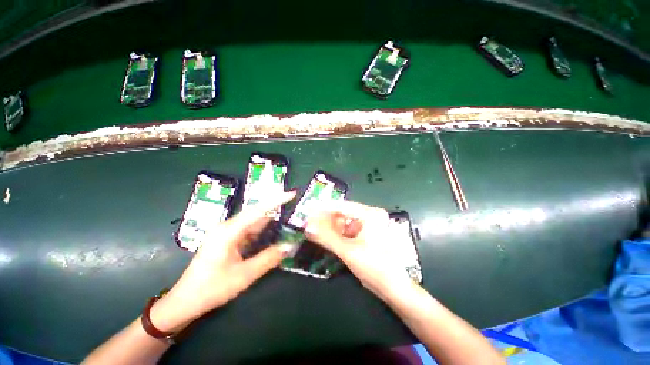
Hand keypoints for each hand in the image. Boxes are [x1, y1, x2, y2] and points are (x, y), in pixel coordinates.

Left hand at [150, 191, 296, 332]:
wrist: (185, 301)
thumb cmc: (211, 288)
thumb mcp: (243, 276)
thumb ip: (268, 259)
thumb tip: (290, 246)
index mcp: (229, 231)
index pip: (258, 210)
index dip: (276, 200)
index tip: (292, 193)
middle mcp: (228, 227)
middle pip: (257, 214)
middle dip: (276, 209)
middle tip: (295, 208)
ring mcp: (228, 233)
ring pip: (254, 223)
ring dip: (271, 222)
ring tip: (289, 219)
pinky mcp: (229, 240)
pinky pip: (250, 232)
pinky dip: (263, 232)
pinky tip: (274, 233)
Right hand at [305, 201, 411, 295]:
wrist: (392, 287)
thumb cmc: (374, 266)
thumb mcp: (348, 251)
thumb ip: (326, 238)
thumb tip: (307, 227)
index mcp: (370, 214)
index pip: (342, 206)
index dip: (323, 208)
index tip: (307, 209)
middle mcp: (369, 215)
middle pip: (342, 213)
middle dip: (324, 218)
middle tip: (308, 221)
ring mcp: (367, 225)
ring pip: (343, 222)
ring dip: (328, 226)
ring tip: (312, 228)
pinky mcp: (365, 234)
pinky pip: (346, 230)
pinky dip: (335, 233)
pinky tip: (324, 236)